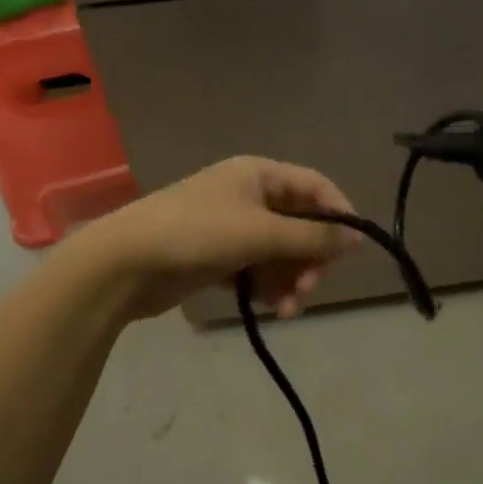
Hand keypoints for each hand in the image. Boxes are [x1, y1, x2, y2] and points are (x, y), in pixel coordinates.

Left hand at [81, 156, 360, 319]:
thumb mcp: (261, 232)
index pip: (315, 187)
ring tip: (288, 308)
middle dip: (309, 258)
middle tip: (309, 287)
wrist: (124, 264)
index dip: (338, 214)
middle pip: (299, 224)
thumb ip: (313, 237)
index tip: (352, 251)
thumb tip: (358, 237)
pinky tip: (270, 309)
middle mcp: (249, 196)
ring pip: (279, 252)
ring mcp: (231, 227)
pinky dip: (266, 287)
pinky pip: (257, 270)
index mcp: (259, 174)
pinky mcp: (217, 257)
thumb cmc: (197, 234)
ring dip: (290, 279)